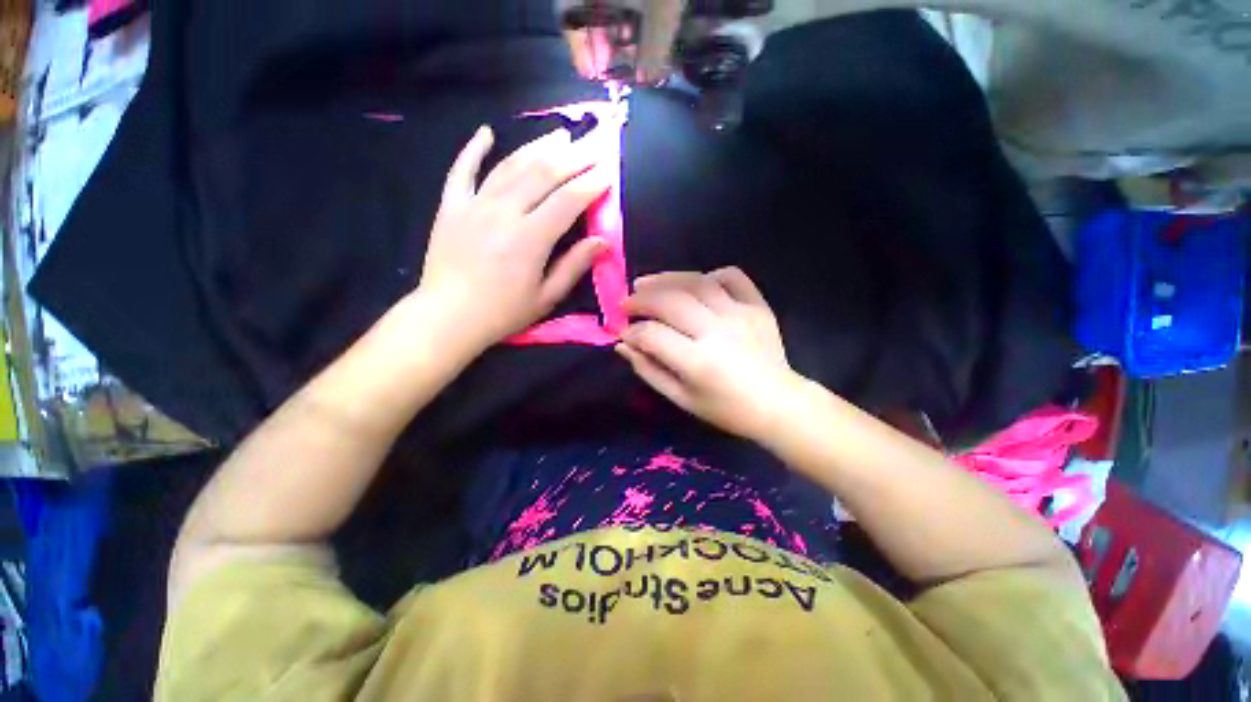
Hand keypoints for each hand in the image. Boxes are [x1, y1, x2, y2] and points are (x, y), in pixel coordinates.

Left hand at [415, 125, 612, 354]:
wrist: (447, 317)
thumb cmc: (502, 313)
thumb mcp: (546, 297)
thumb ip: (574, 266)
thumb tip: (602, 241)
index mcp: (531, 238)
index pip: (568, 200)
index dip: (591, 183)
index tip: (608, 170)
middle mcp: (504, 212)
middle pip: (543, 173)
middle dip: (574, 156)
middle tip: (594, 141)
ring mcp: (474, 205)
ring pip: (510, 165)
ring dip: (537, 146)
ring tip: (560, 134)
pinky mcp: (451, 206)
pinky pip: (462, 170)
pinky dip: (474, 149)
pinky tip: (486, 132)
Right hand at [616, 268, 800, 440]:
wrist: (778, 404)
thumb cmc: (726, 409)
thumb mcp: (681, 399)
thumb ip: (649, 370)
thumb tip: (624, 344)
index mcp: (698, 362)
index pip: (653, 334)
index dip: (632, 331)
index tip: (625, 333)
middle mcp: (717, 331)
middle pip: (670, 302)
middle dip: (641, 299)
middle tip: (627, 303)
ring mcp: (740, 314)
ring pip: (696, 282)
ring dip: (665, 279)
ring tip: (646, 283)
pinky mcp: (757, 305)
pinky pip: (732, 276)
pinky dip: (709, 275)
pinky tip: (695, 284)